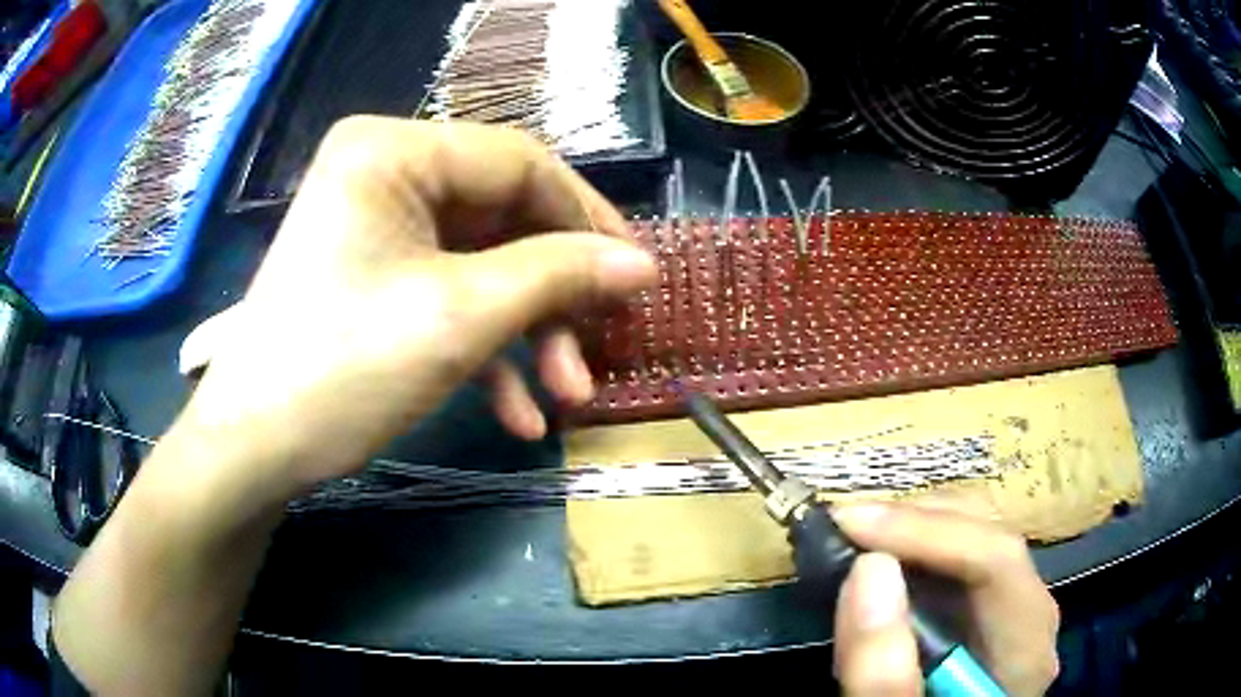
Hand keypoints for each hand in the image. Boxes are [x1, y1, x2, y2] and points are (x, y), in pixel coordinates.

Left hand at [180, 118, 655, 503]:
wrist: (254, 449)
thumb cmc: (343, 369)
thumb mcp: (460, 317)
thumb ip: (560, 276)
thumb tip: (642, 264)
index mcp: (394, 150)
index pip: (519, 163)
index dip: (587, 219)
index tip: (637, 276)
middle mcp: (385, 172)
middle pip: (503, 218)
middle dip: (555, 293)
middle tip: (600, 347)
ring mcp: (378, 226)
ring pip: (482, 264)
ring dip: (528, 332)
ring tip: (565, 396)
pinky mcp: (375, 275)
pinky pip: (447, 294)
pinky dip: (487, 350)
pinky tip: (518, 413)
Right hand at [830, 504, 1059, 695]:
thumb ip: (886, 673)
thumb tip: (869, 567)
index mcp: (1025, 646)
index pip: (998, 560)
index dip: (927, 532)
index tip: (850, 523)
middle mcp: (1029, 614)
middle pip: (990, 532)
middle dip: (916, 521)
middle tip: (847, 529)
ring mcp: (1010, 609)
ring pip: (976, 533)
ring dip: (913, 528)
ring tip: (856, 539)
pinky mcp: (984, 612)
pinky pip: (959, 557)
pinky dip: (915, 549)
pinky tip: (881, 561)